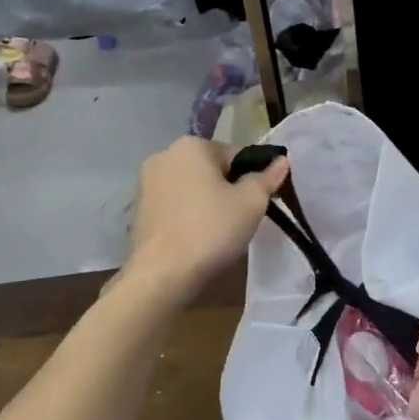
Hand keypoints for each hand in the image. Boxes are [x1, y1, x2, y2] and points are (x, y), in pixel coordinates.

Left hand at [127, 138, 288, 292]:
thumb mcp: (252, 202)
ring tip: (217, 232)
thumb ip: (267, 178)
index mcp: (192, 145)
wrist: (161, 274)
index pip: (235, 155)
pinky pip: (174, 206)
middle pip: (210, 170)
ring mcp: (145, 183)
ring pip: (191, 188)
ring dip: (206, 203)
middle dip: (227, 189)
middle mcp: (164, 155)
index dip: (252, 179)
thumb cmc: (211, 229)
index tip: (257, 203)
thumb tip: (281, 160)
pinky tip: (195, 239)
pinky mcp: (137, 210)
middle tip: (240, 219)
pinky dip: (187, 216)